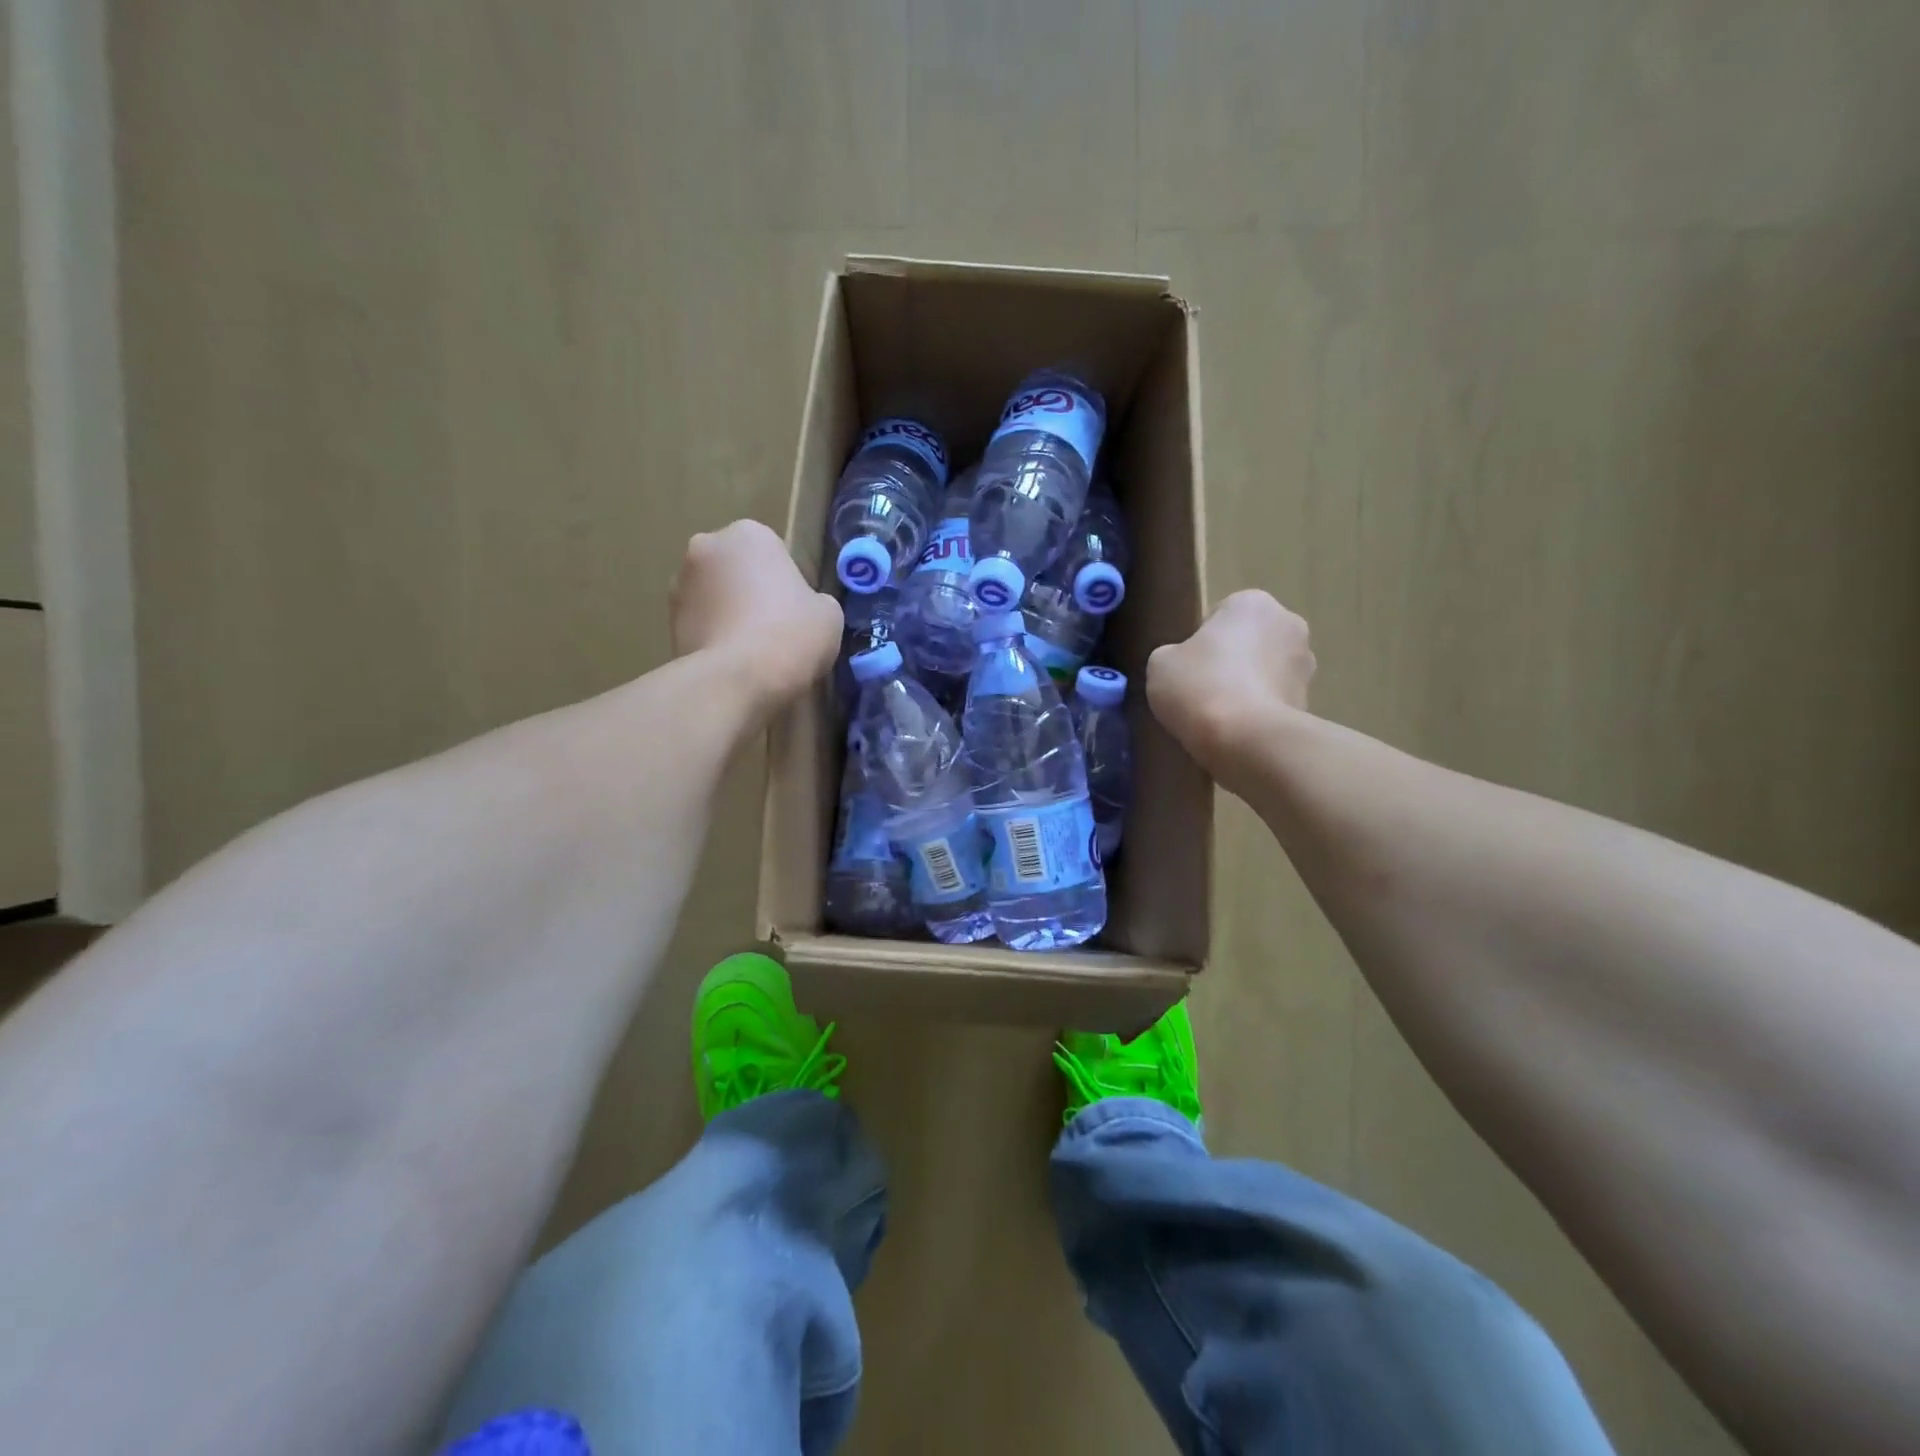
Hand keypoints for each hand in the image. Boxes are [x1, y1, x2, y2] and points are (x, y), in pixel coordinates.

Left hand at [670, 520, 840, 715]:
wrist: (736, 680)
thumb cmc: (790, 635)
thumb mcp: (828, 614)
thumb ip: (814, 600)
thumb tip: (801, 608)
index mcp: (749, 534)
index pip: (775, 554)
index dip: (789, 584)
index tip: (798, 613)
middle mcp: (706, 547)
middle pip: (738, 570)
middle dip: (751, 593)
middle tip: (774, 629)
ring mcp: (679, 584)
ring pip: (715, 596)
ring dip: (729, 614)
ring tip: (751, 652)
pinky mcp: (667, 621)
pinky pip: (701, 624)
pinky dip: (714, 637)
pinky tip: (733, 663)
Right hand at [1147, 590, 1314, 782]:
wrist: (1246, 740)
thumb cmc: (1200, 687)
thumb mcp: (1160, 663)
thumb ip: (1173, 654)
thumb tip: (1185, 665)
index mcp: (1252, 603)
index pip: (1219, 617)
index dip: (1198, 644)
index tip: (1186, 670)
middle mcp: (1289, 624)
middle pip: (1248, 642)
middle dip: (1230, 663)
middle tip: (1200, 692)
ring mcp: (1305, 666)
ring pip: (1265, 673)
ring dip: (1247, 688)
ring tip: (1218, 719)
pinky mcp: (1310, 703)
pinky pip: (1275, 703)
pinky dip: (1259, 714)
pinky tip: (1237, 734)